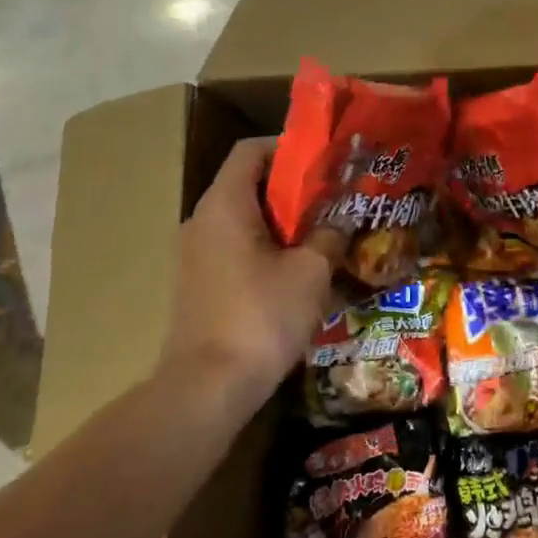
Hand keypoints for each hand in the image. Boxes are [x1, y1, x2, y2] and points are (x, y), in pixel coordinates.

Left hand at [168, 138, 345, 391]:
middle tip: (335, 198)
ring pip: (244, 218)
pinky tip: (299, 270)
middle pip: (249, 183)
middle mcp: (202, 220)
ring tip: (324, 232)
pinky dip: (267, 246)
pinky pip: (235, 247)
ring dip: (283, 221)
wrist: (205, 390)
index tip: (325, 161)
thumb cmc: (261, 317)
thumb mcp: (311, 272)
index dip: (289, 148)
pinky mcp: (199, 284)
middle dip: (294, 187)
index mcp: (225, 204)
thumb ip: (329, 234)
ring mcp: (195, 254)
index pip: (251, 150)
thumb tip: (342, 218)